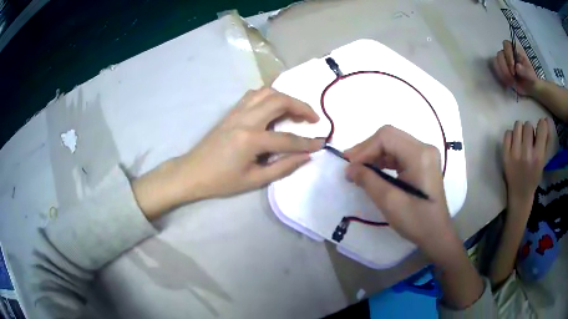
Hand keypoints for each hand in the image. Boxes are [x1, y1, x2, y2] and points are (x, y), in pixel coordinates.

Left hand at [133, 87, 321, 218]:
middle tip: (313, 118)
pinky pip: (253, 95)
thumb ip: (283, 167)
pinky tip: (273, 107)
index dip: (307, 142)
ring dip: (285, 97)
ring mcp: (237, 112)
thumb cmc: (221, 181)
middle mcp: (245, 119)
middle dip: (301, 107)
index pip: (287, 139)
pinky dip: (269, 96)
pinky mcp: (231, 111)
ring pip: (266, 92)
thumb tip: (306, 156)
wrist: (192, 172)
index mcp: (251, 140)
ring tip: (295, 111)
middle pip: (279, 101)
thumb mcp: (254, 180)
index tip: (321, 143)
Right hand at [344, 126, 456, 260]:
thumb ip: (368, 180)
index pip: (386, 137)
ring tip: (357, 169)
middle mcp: (424, 148)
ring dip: (374, 154)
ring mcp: (424, 154)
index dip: (364, 149)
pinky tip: (372, 171)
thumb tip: (349, 168)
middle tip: (349, 166)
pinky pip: (398, 153)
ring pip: (392, 144)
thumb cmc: (416, 221)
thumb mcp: (389, 202)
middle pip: (389, 137)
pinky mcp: (422, 162)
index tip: (349, 167)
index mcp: (420, 155)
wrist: (436, 234)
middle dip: (367, 150)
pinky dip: (383, 160)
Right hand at [492, 40, 538, 95]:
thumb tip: (517, 67)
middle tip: (512, 79)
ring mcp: (503, 60)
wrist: (530, 87)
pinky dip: (501, 77)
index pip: (507, 45)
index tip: (514, 69)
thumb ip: (526, 71)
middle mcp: (507, 52)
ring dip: (503, 73)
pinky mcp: (501, 69)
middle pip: (500, 54)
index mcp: (515, 49)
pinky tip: (507, 83)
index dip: (508, 55)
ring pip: (496, 62)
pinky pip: (496, 70)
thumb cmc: (531, 79)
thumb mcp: (531, 76)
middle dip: (505, 68)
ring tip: (511, 83)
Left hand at [502, 118, 550, 204]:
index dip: (541, 125)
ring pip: (517, 125)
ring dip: (520, 130)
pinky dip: (511, 136)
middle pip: (528, 124)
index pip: (541, 127)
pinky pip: (507, 133)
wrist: (520, 194)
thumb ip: (546, 141)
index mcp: (538, 157)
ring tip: (522, 140)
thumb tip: (546, 120)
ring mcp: (514, 154)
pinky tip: (514, 144)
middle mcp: (526, 154)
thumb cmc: (534, 176)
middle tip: (529, 139)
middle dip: (530, 130)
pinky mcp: (504, 155)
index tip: (540, 129)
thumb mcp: (543, 161)